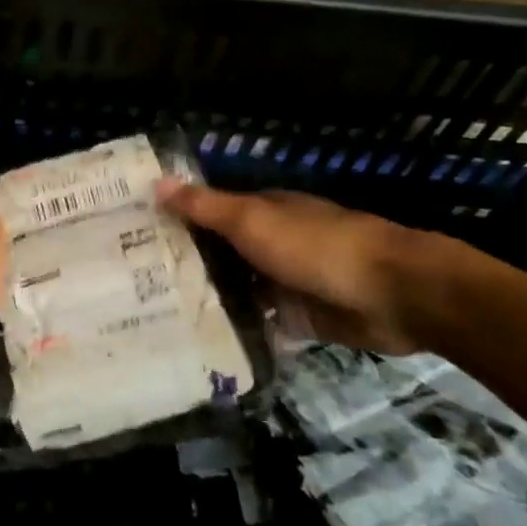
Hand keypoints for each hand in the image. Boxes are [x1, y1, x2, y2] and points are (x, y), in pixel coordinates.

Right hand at [156, 181, 441, 354]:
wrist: (391, 293)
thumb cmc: (315, 246)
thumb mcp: (252, 221)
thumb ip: (205, 207)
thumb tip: (156, 182)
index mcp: (262, 211)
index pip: (209, 213)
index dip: (176, 222)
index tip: (134, 238)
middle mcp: (270, 243)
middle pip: (221, 253)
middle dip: (187, 265)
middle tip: (134, 286)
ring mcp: (285, 282)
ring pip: (238, 289)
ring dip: (210, 300)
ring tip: (157, 318)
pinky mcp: (300, 319)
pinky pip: (260, 323)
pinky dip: (238, 330)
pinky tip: (202, 343)